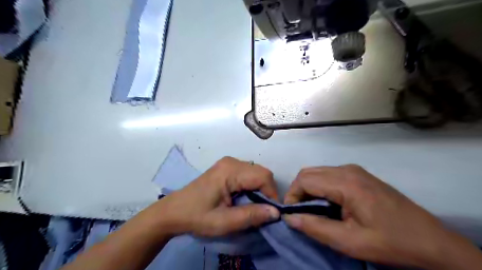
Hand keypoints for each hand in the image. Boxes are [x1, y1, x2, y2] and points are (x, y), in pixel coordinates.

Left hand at [152, 157, 281, 236]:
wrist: (174, 211)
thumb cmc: (197, 216)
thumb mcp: (224, 222)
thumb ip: (251, 216)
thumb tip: (276, 212)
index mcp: (230, 171)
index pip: (263, 176)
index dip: (271, 194)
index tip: (269, 213)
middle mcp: (232, 161)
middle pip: (261, 173)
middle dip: (266, 192)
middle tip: (260, 211)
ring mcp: (229, 162)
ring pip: (256, 173)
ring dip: (259, 189)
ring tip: (251, 206)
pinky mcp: (227, 167)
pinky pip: (249, 173)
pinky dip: (252, 186)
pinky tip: (243, 198)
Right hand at [283, 164, 481, 269]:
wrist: (431, 241)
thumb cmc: (390, 242)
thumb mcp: (349, 242)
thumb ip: (315, 227)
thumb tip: (289, 218)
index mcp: (346, 183)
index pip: (304, 180)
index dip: (292, 196)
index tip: (292, 215)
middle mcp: (347, 169)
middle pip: (308, 173)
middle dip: (298, 192)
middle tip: (300, 213)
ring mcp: (354, 170)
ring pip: (317, 173)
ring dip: (308, 189)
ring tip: (312, 211)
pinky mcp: (358, 175)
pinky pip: (329, 175)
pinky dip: (320, 187)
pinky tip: (328, 204)